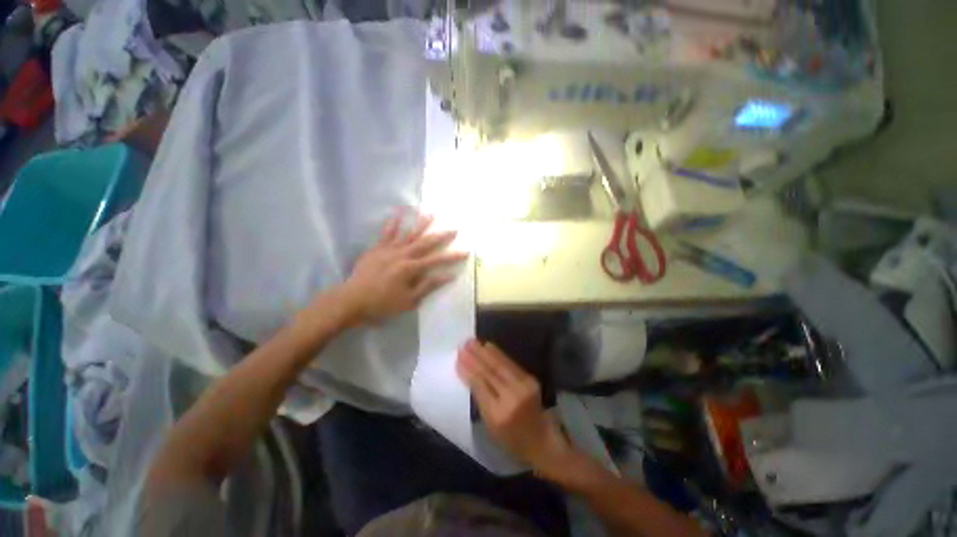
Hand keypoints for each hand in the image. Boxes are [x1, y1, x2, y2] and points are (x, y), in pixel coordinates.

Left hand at [342, 211, 466, 324]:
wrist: (351, 301)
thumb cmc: (382, 304)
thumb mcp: (409, 300)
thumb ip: (429, 286)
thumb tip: (449, 276)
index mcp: (411, 269)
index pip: (437, 260)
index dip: (452, 256)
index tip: (465, 251)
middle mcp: (402, 255)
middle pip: (426, 243)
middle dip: (441, 236)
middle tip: (453, 228)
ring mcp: (389, 249)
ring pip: (408, 234)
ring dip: (421, 224)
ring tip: (431, 214)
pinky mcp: (377, 248)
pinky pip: (386, 233)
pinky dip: (393, 223)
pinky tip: (398, 213)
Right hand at [456, 339, 576, 478]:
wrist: (541, 439)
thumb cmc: (510, 438)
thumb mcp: (490, 426)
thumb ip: (480, 400)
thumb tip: (469, 375)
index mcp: (497, 414)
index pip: (479, 386)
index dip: (468, 370)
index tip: (458, 358)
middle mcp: (511, 398)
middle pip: (489, 372)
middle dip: (475, 357)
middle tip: (464, 344)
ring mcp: (523, 387)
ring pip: (500, 365)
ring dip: (485, 352)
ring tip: (473, 342)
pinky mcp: (531, 380)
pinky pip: (511, 364)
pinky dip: (499, 354)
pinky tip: (489, 346)